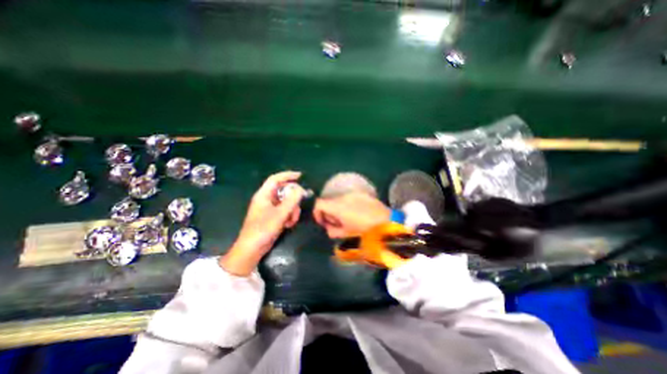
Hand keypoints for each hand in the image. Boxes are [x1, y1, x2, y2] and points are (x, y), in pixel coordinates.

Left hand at [221, 171, 303, 275]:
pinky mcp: (273, 216)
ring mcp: (270, 208)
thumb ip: (291, 201)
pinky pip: (285, 211)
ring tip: (291, 221)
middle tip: (299, 205)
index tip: (300, 176)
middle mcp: (266, 199)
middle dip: (293, 199)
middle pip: (284, 191)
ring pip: (286, 202)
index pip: (275, 179)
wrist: (252, 249)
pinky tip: (288, 225)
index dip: (287, 175)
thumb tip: (301, 189)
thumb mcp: (280, 214)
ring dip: (292, 210)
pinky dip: (289, 216)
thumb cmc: (263, 229)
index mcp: (263, 195)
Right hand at [312, 194, 391, 237]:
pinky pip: (350, 199)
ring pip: (339, 200)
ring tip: (348, 220)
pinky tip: (358, 214)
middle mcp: (344, 197)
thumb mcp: (346, 233)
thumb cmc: (365, 230)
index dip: (317, 213)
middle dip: (330, 213)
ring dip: (339, 209)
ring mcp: (354, 194)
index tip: (323, 222)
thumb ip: (333, 231)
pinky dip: (349, 206)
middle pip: (329, 202)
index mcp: (338, 207)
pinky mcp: (362, 194)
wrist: (387, 221)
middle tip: (337, 224)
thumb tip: (329, 227)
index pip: (319, 204)